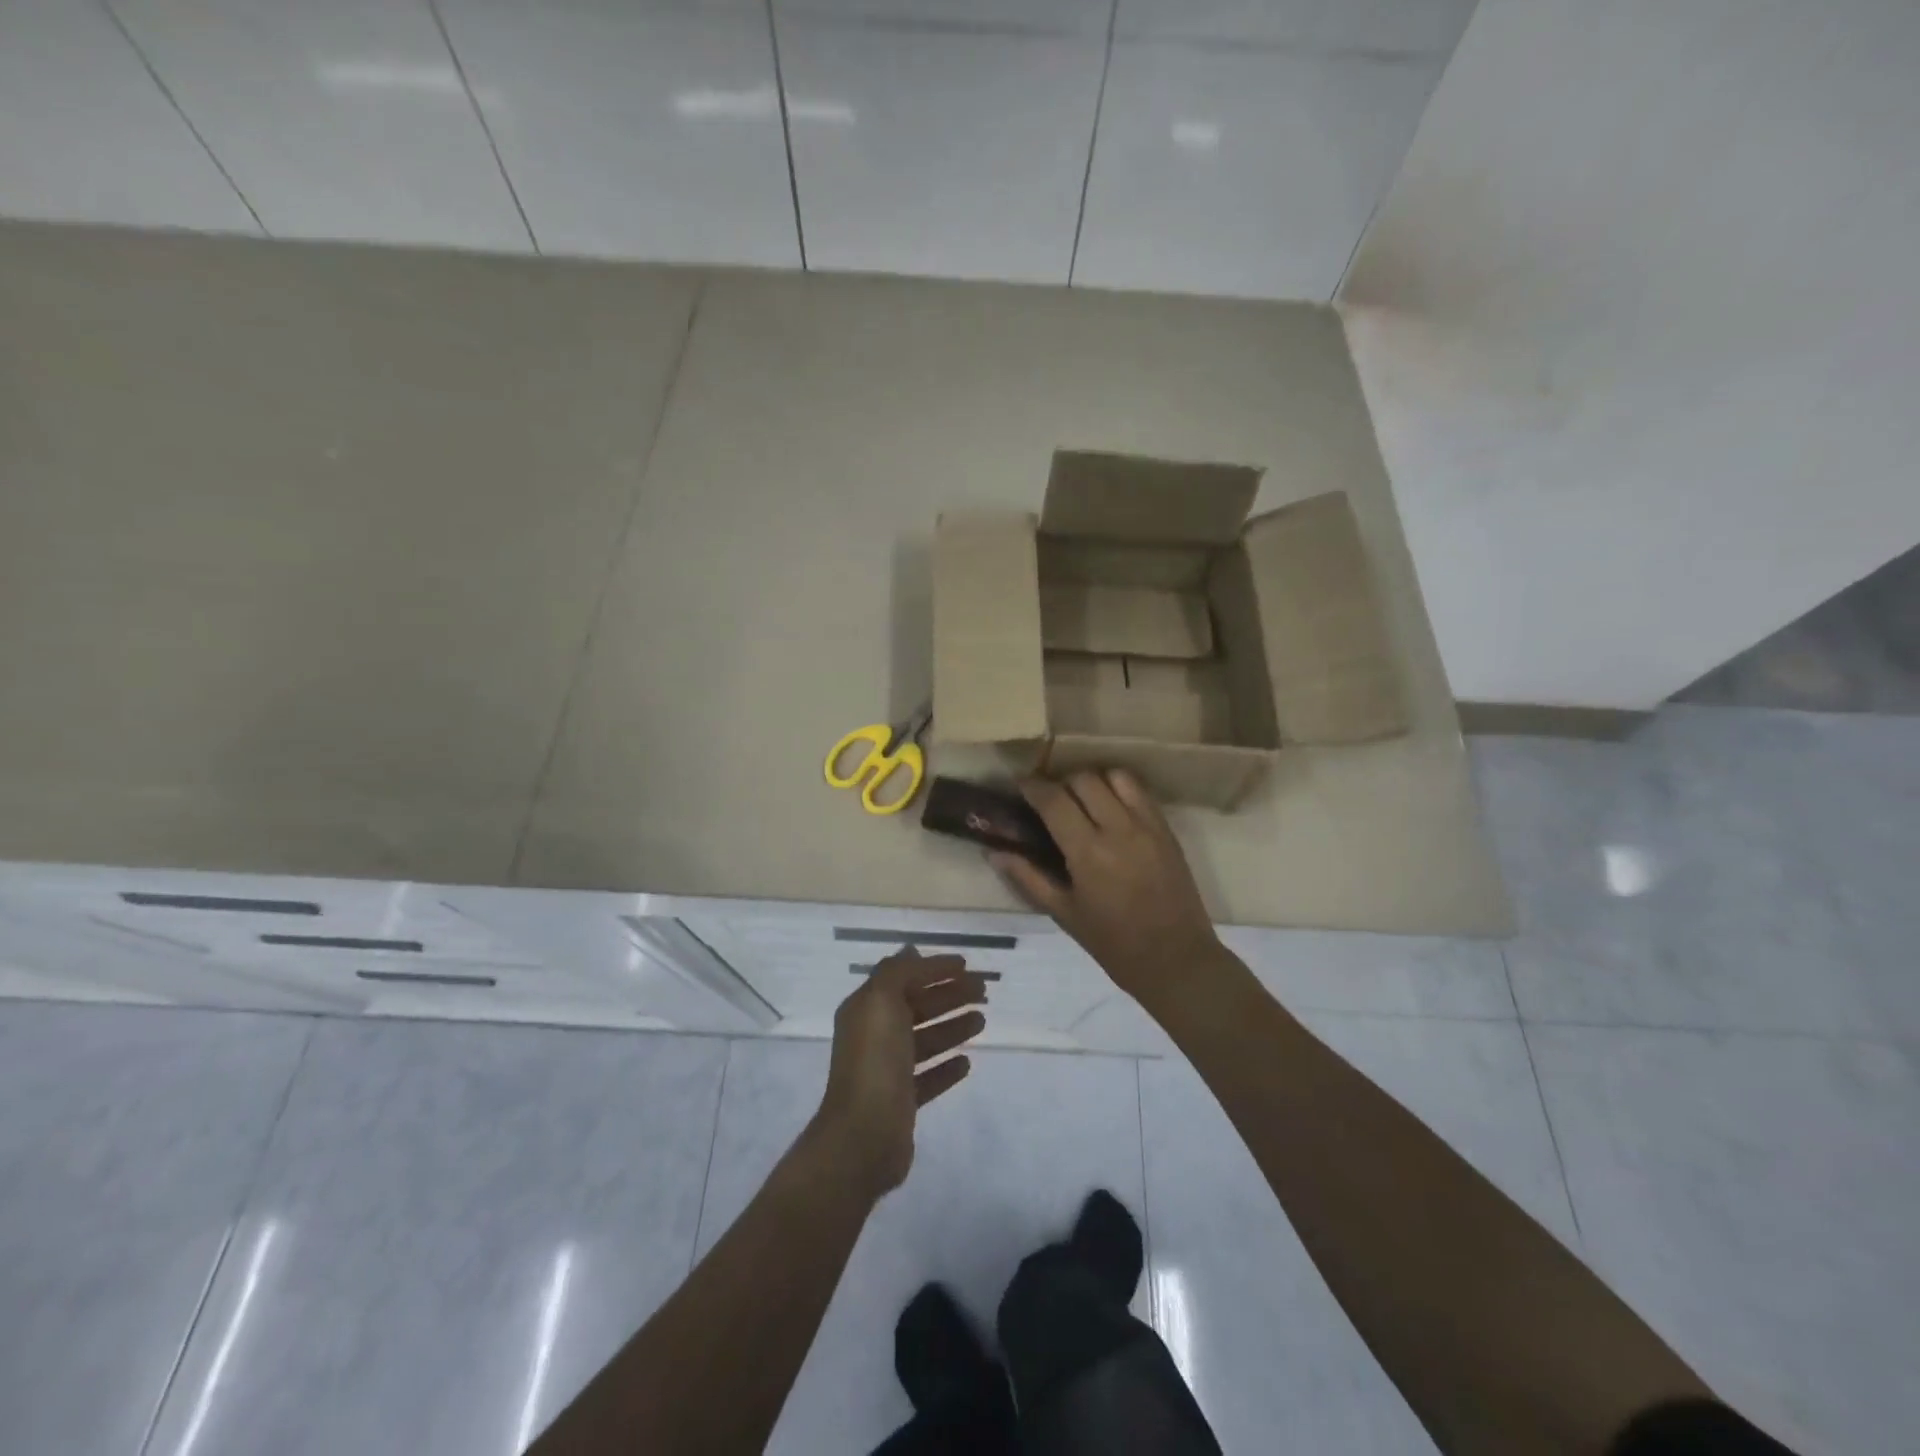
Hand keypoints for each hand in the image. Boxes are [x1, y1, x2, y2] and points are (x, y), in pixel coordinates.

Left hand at [810, 950, 988, 1201]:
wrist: (863, 1137)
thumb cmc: (875, 1062)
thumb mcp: (881, 1002)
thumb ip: (898, 973)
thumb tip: (911, 951)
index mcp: (866, 1009)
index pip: (904, 978)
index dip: (934, 969)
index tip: (966, 965)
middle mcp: (874, 1036)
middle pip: (917, 1007)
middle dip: (950, 995)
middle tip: (984, 992)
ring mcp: (887, 1071)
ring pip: (925, 1040)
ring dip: (952, 1027)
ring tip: (982, 1020)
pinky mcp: (901, 1102)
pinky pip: (928, 1077)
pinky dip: (946, 1067)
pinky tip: (966, 1063)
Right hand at [991, 770, 1222, 1005]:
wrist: (1176, 959)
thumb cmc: (1113, 943)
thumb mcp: (1064, 913)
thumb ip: (1028, 877)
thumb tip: (994, 853)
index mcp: (1087, 852)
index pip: (1054, 800)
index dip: (1032, 786)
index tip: (1021, 784)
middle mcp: (1118, 829)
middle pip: (1083, 779)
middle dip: (1061, 782)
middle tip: (1051, 799)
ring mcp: (1147, 826)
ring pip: (1115, 776)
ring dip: (1093, 780)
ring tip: (1083, 799)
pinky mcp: (1167, 829)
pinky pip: (1140, 791)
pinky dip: (1120, 788)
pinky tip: (1111, 807)